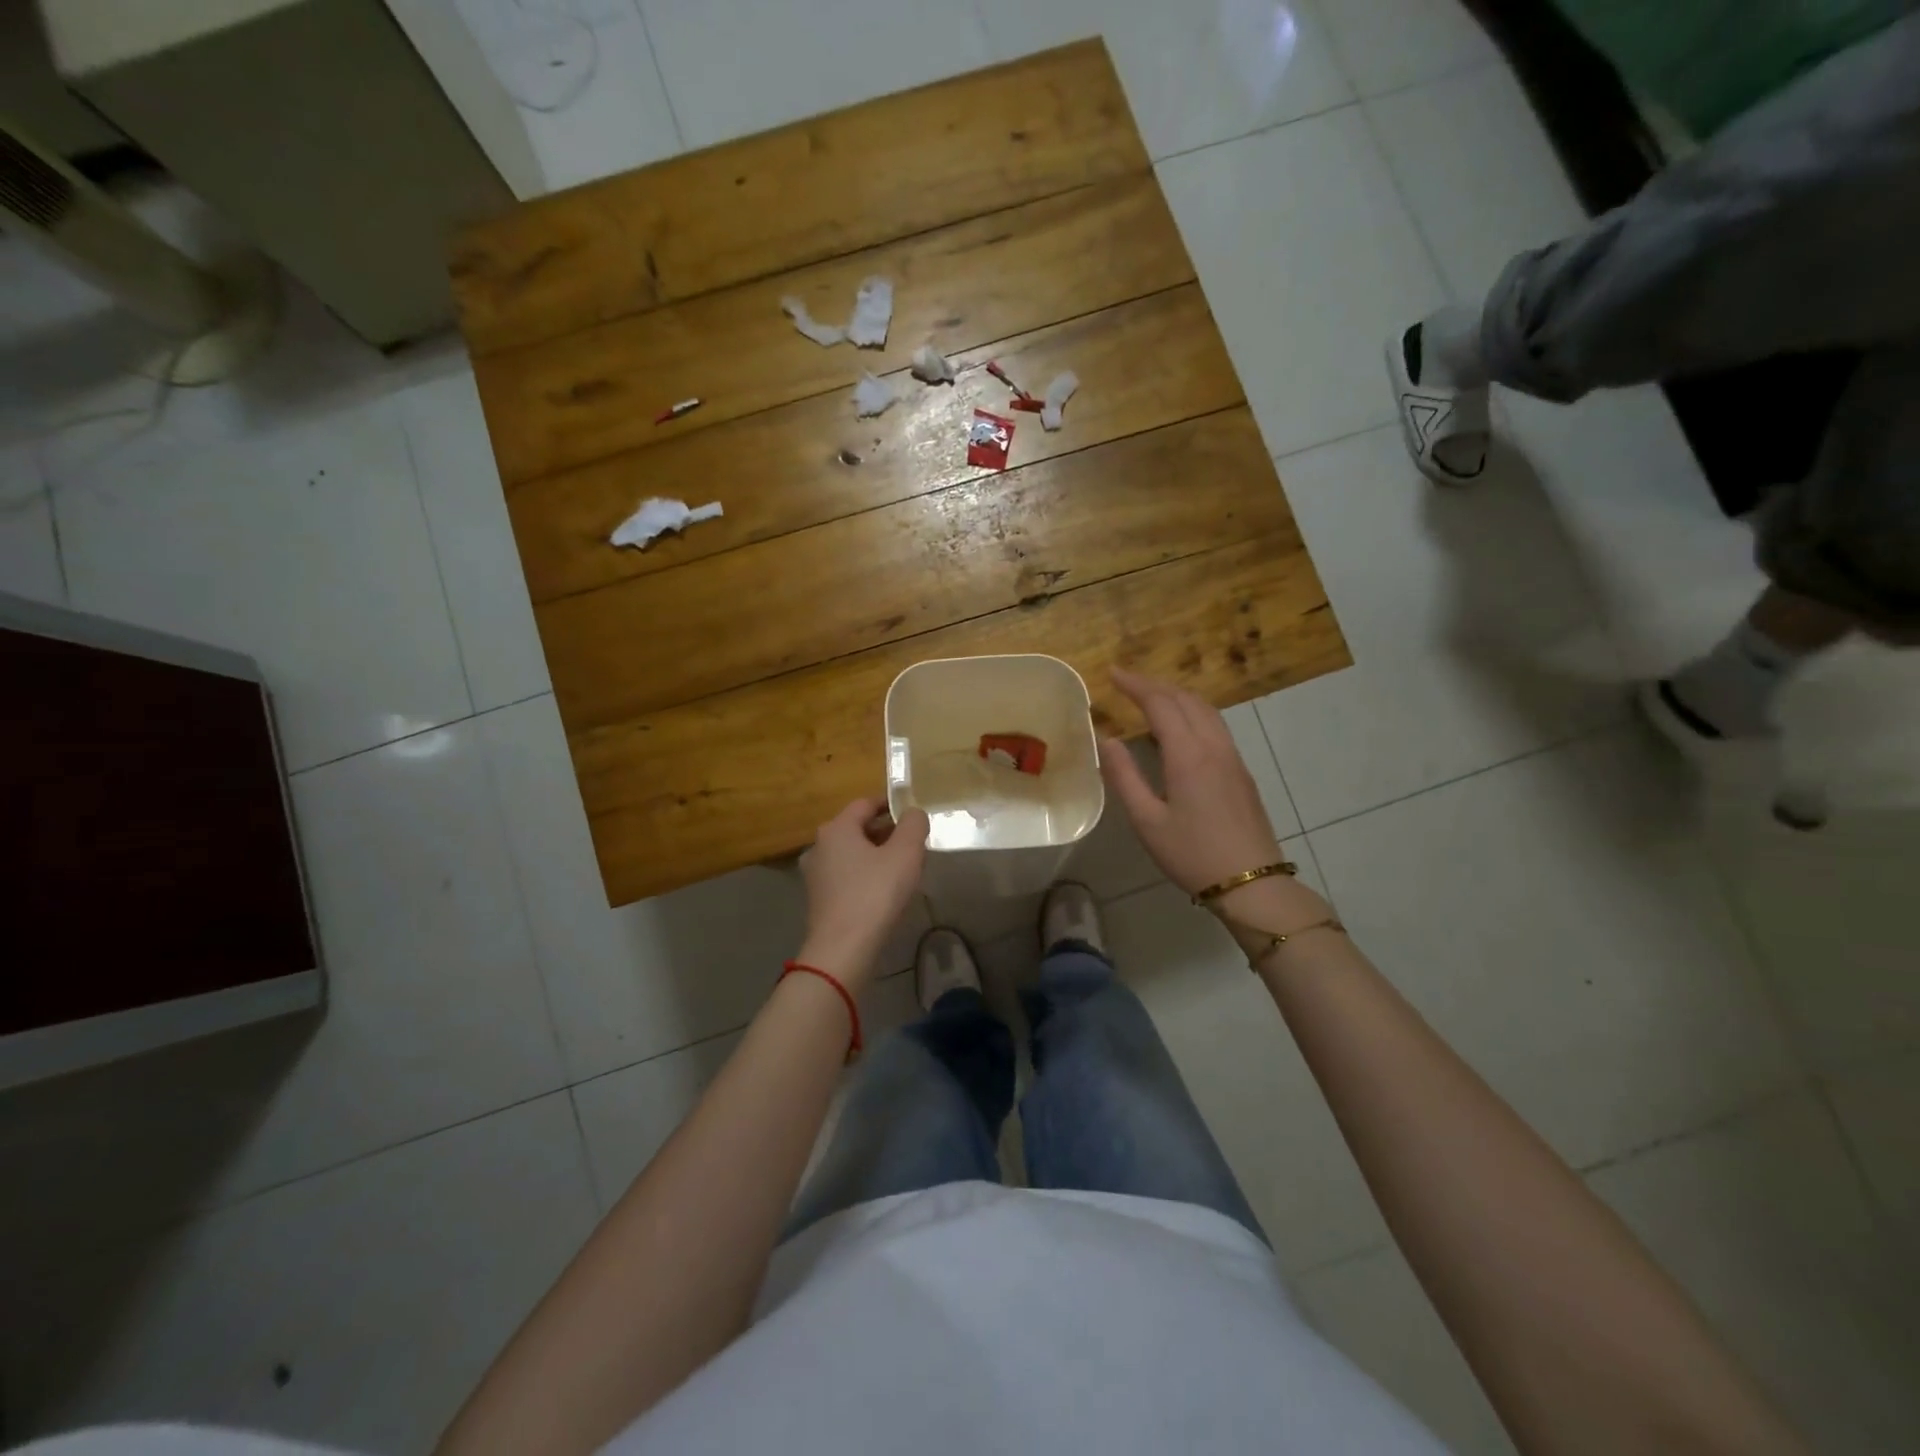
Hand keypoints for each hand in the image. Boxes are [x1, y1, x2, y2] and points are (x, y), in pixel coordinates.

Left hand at [796, 797, 929, 987]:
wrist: (843, 949)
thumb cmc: (875, 893)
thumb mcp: (906, 853)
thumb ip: (913, 825)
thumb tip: (913, 813)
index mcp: (836, 828)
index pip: (865, 803)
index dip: (890, 803)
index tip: (911, 811)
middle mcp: (819, 846)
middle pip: (857, 828)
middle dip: (885, 831)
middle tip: (912, 841)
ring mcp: (815, 875)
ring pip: (851, 854)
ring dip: (875, 854)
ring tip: (902, 866)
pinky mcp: (818, 899)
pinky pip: (846, 876)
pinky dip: (865, 875)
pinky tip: (884, 890)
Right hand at [1099, 669, 1291, 897]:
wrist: (1251, 883)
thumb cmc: (1192, 854)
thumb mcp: (1147, 820)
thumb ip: (1125, 776)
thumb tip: (1108, 739)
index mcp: (1188, 755)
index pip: (1160, 704)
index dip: (1135, 685)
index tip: (1112, 673)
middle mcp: (1214, 746)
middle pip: (1185, 699)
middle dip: (1154, 685)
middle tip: (1126, 682)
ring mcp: (1233, 757)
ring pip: (1206, 710)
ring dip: (1176, 696)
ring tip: (1150, 697)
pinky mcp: (1241, 771)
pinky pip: (1215, 725)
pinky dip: (1192, 712)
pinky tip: (1179, 728)